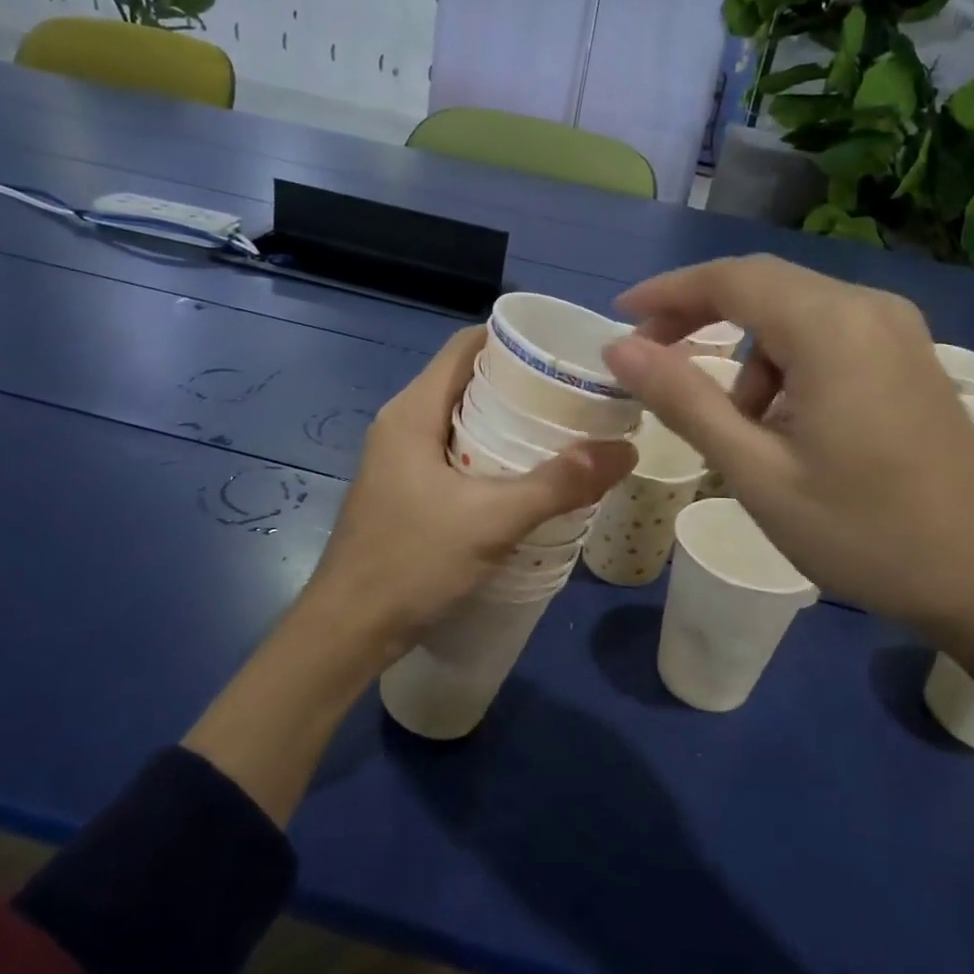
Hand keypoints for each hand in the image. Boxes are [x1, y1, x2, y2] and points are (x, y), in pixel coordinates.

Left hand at [187, 326, 632, 824]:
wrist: (346, 633)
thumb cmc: (410, 564)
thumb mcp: (492, 521)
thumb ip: (559, 484)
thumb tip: (626, 449)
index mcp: (412, 412)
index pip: (466, 346)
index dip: (514, 340)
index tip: (565, 353)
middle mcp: (402, 424)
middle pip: (468, 380)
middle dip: (522, 383)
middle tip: (578, 396)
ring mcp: (400, 459)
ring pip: (463, 419)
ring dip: (509, 421)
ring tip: (564, 432)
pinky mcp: (405, 490)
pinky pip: (455, 452)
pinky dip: (492, 452)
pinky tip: (527, 477)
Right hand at [603, 255, 973, 803]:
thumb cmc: (862, 531)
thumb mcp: (756, 471)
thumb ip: (684, 401)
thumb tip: (620, 348)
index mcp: (831, 327)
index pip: (731, 279)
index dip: (668, 292)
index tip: (620, 316)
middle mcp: (868, 307)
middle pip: (763, 285)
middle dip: (700, 314)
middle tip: (652, 358)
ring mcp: (897, 329)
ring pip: (795, 312)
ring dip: (748, 351)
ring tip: (739, 425)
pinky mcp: (909, 356)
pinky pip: (828, 334)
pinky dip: (788, 363)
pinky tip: (789, 424)